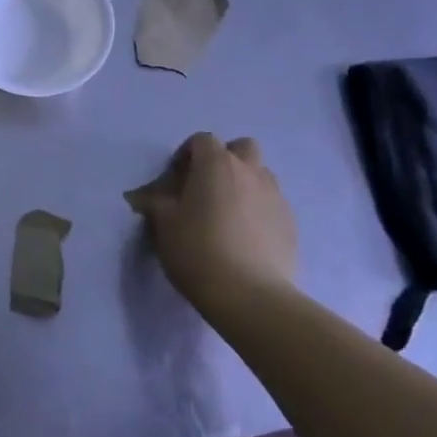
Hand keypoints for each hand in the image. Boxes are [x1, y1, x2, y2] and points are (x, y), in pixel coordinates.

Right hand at [133, 134, 297, 310]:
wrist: (249, 296)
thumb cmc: (197, 250)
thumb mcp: (163, 223)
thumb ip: (155, 201)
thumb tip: (145, 195)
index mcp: (216, 164)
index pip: (203, 140)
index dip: (187, 153)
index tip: (177, 178)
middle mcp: (250, 172)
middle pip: (242, 147)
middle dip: (226, 159)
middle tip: (209, 186)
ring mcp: (275, 197)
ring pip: (262, 175)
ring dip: (245, 183)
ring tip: (229, 212)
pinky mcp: (291, 224)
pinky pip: (273, 204)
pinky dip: (259, 210)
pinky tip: (247, 236)